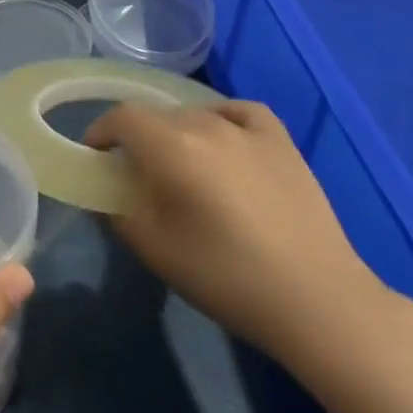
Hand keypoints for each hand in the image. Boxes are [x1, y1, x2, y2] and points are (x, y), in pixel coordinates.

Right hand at [86, 100, 391, 374]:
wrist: (317, 300)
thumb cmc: (227, 277)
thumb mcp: (156, 251)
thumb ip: (120, 213)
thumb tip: (111, 194)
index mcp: (172, 147)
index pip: (122, 118)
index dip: (100, 131)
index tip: (95, 156)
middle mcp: (207, 124)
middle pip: (158, 115)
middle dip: (138, 137)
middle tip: (137, 173)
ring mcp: (248, 129)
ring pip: (196, 114)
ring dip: (177, 132)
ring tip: (182, 164)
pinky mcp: (282, 141)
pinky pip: (240, 112)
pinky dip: (221, 118)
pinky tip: (223, 138)